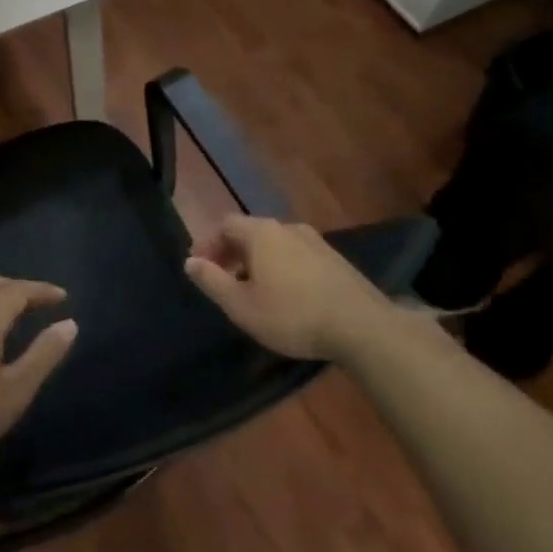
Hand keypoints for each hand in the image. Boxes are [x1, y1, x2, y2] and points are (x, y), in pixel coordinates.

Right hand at [185, 216, 403, 361]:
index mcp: (261, 233)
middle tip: (222, 280)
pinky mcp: (335, 260)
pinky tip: (285, 294)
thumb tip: (190, 261)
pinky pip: (296, 255)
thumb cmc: (292, 315)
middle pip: (250, 232)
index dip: (208, 243)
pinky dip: (281, 267)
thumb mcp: (241, 305)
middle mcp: (287, 228)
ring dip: (257, 261)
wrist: (362, 327)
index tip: (200, 267)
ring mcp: (316, 242)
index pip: (224, 224)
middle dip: (231, 253)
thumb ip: (212, 281)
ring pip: (275, 244)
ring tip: (252, 289)